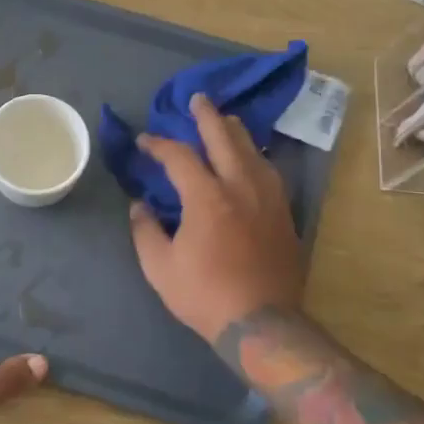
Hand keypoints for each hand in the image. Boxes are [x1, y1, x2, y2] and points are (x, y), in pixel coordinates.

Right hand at [129, 94, 304, 342]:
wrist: (261, 323)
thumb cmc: (204, 294)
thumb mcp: (160, 266)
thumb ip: (145, 230)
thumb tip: (139, 206)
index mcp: (206, 197)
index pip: (179, 156)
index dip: (158, 144)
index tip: (144, 141)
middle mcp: (240, 187)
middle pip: (224, 138)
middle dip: (207, 116)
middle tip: (197, 100)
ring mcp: (268, 199)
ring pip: (253, 151)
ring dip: (235, 132)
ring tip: (225, 121)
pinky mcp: (284, 214)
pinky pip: (269, 171)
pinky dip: (254, 156)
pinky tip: (251, 158)